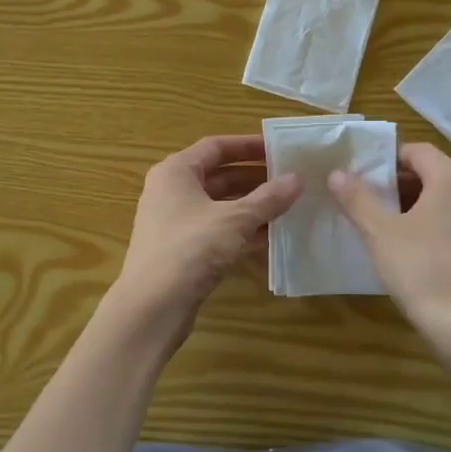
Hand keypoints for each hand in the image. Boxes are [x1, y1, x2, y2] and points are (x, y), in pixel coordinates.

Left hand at [115, 135, 302, 332]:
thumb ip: (268, 198)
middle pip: (218, 176)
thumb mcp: (235, 219)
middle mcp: (171, 192)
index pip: (215, 147)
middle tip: (290, 180)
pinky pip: (217, 231)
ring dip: (252, 207)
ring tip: (289, 207)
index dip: (248, 146)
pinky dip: (242, 231)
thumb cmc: (190, 248)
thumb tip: (297, 179)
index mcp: (176, 172)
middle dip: (255, 178)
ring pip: (220, 206)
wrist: (153, 306)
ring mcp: (175, 223)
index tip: (279, 149)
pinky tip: (271, 237)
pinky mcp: (183, 251)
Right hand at [329, 143, 450, 330]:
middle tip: (369, 204)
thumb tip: (337, 173)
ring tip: (388, 230)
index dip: (388, 160)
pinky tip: (416, 255)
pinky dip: (436, 229)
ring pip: (447, 203)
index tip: (363, 178)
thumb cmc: (421, 270)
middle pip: (434, 175)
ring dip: (417, 208)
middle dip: (400, 186)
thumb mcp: (379, 232)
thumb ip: (357, 199)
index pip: (418, 151)